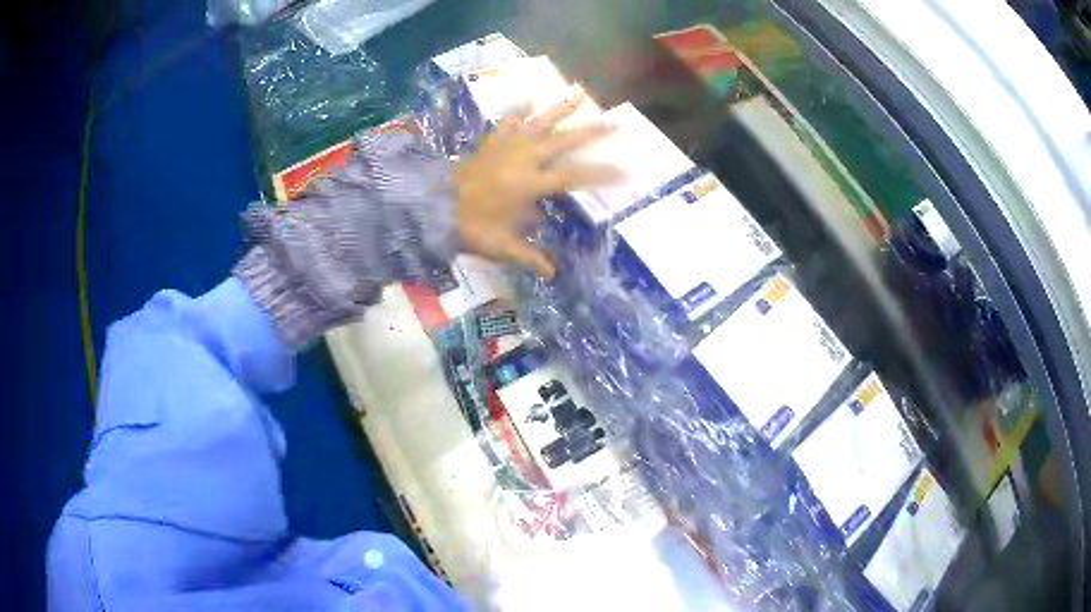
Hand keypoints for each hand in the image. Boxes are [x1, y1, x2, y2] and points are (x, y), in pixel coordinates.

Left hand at [454, 94, 620, 278]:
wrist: (433, 207)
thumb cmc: (470, 227)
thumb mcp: (502, 246)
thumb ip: (529, 257)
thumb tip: (553, 274)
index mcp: (530, 184)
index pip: (574, 176)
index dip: (601, 174)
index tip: (625, 171)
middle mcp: (523, 159)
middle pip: (563, 141)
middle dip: (591, 132)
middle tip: (615, 122)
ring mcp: (506, 146)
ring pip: (539, 123)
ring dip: (560, 109)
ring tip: (578, 93)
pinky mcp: (491, 143)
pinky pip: (507, 123)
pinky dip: (518, 113)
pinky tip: (528, 102)